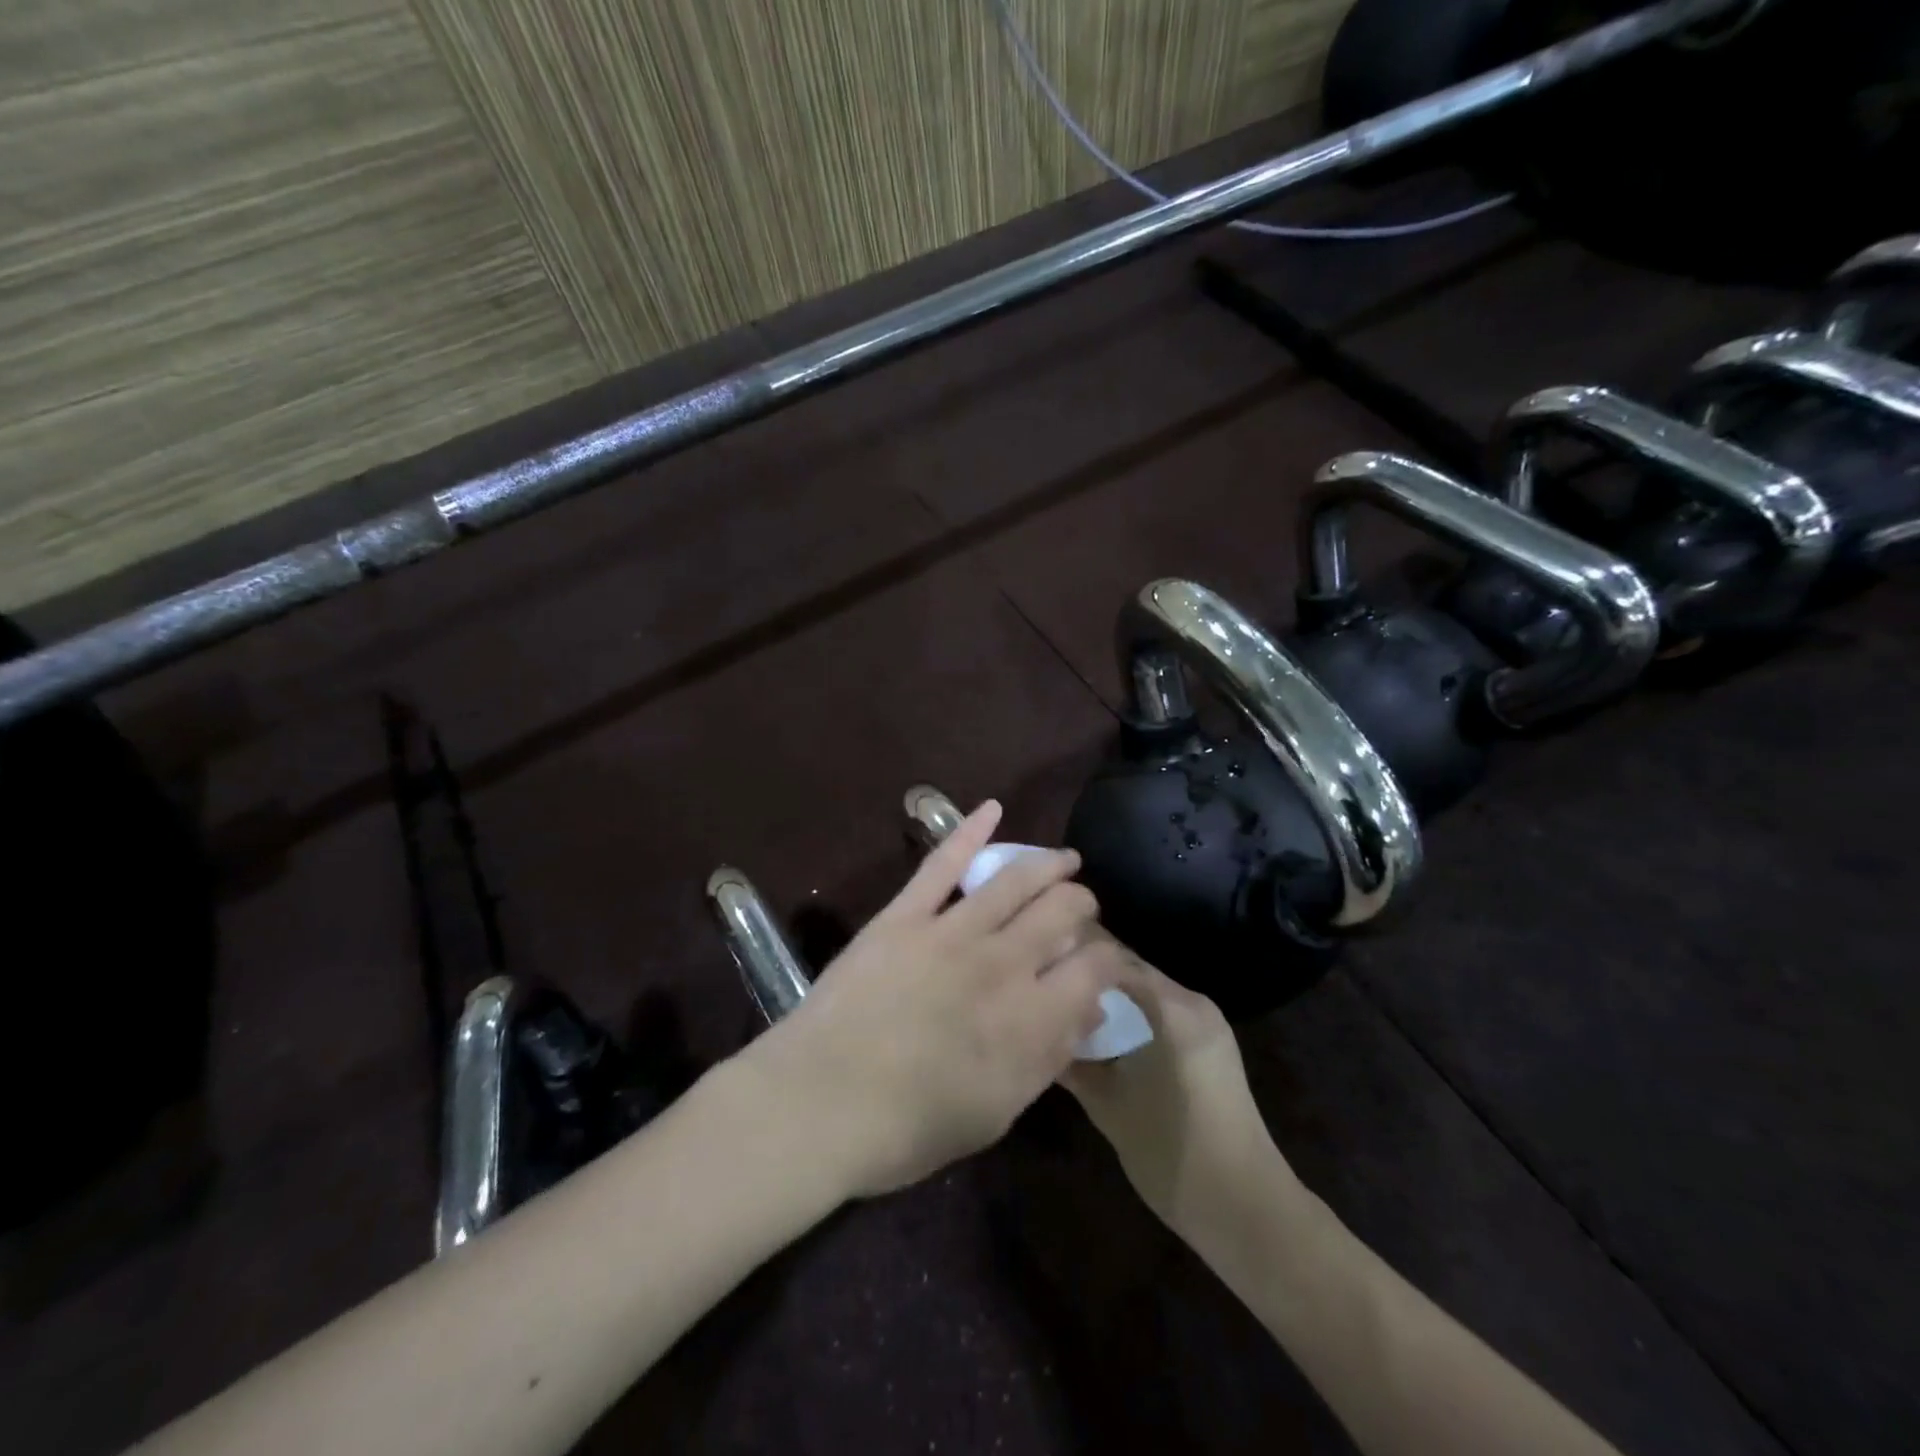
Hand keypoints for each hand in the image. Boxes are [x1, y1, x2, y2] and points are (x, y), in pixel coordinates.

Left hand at [742, 801, 1126, 1199]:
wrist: (822, 1102)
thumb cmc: (911, 1127)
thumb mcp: (998, 1112)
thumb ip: (1049, 1058)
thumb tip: (1088, 1011)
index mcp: (1033, 1018)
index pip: (1094, 967)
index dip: (1109, 958)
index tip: (1105, 960)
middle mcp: (1004, 962)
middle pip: (1063, 911)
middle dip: (1082, 904)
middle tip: (1080, 908)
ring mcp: (952, 931)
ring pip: (1015, 879)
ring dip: (1048, 863)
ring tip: (1064, 859)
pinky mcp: (905, 915)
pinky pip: (943, 864)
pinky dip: (970, 831)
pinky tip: (993, 808)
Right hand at [1062, 951, 1300, 1240]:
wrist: (1245, 1209)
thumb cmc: (1170, 1152)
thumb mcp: (1107, 1105)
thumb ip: (1072, 1060)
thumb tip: (1039, 1029)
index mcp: (1171, 1007)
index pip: (1112, 957)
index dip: (1073, 956)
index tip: (1036, 964)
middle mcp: (1192, 1002)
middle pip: (1130, 970)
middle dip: (1090, 976)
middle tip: (1045, 986)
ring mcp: (1207, 1023)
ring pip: (1145, 992)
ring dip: (1110, 997)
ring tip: (1066, 1008)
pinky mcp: (1212, 1046)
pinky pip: (1162, 1012)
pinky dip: (1132, 1015)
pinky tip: (1104, 1036)